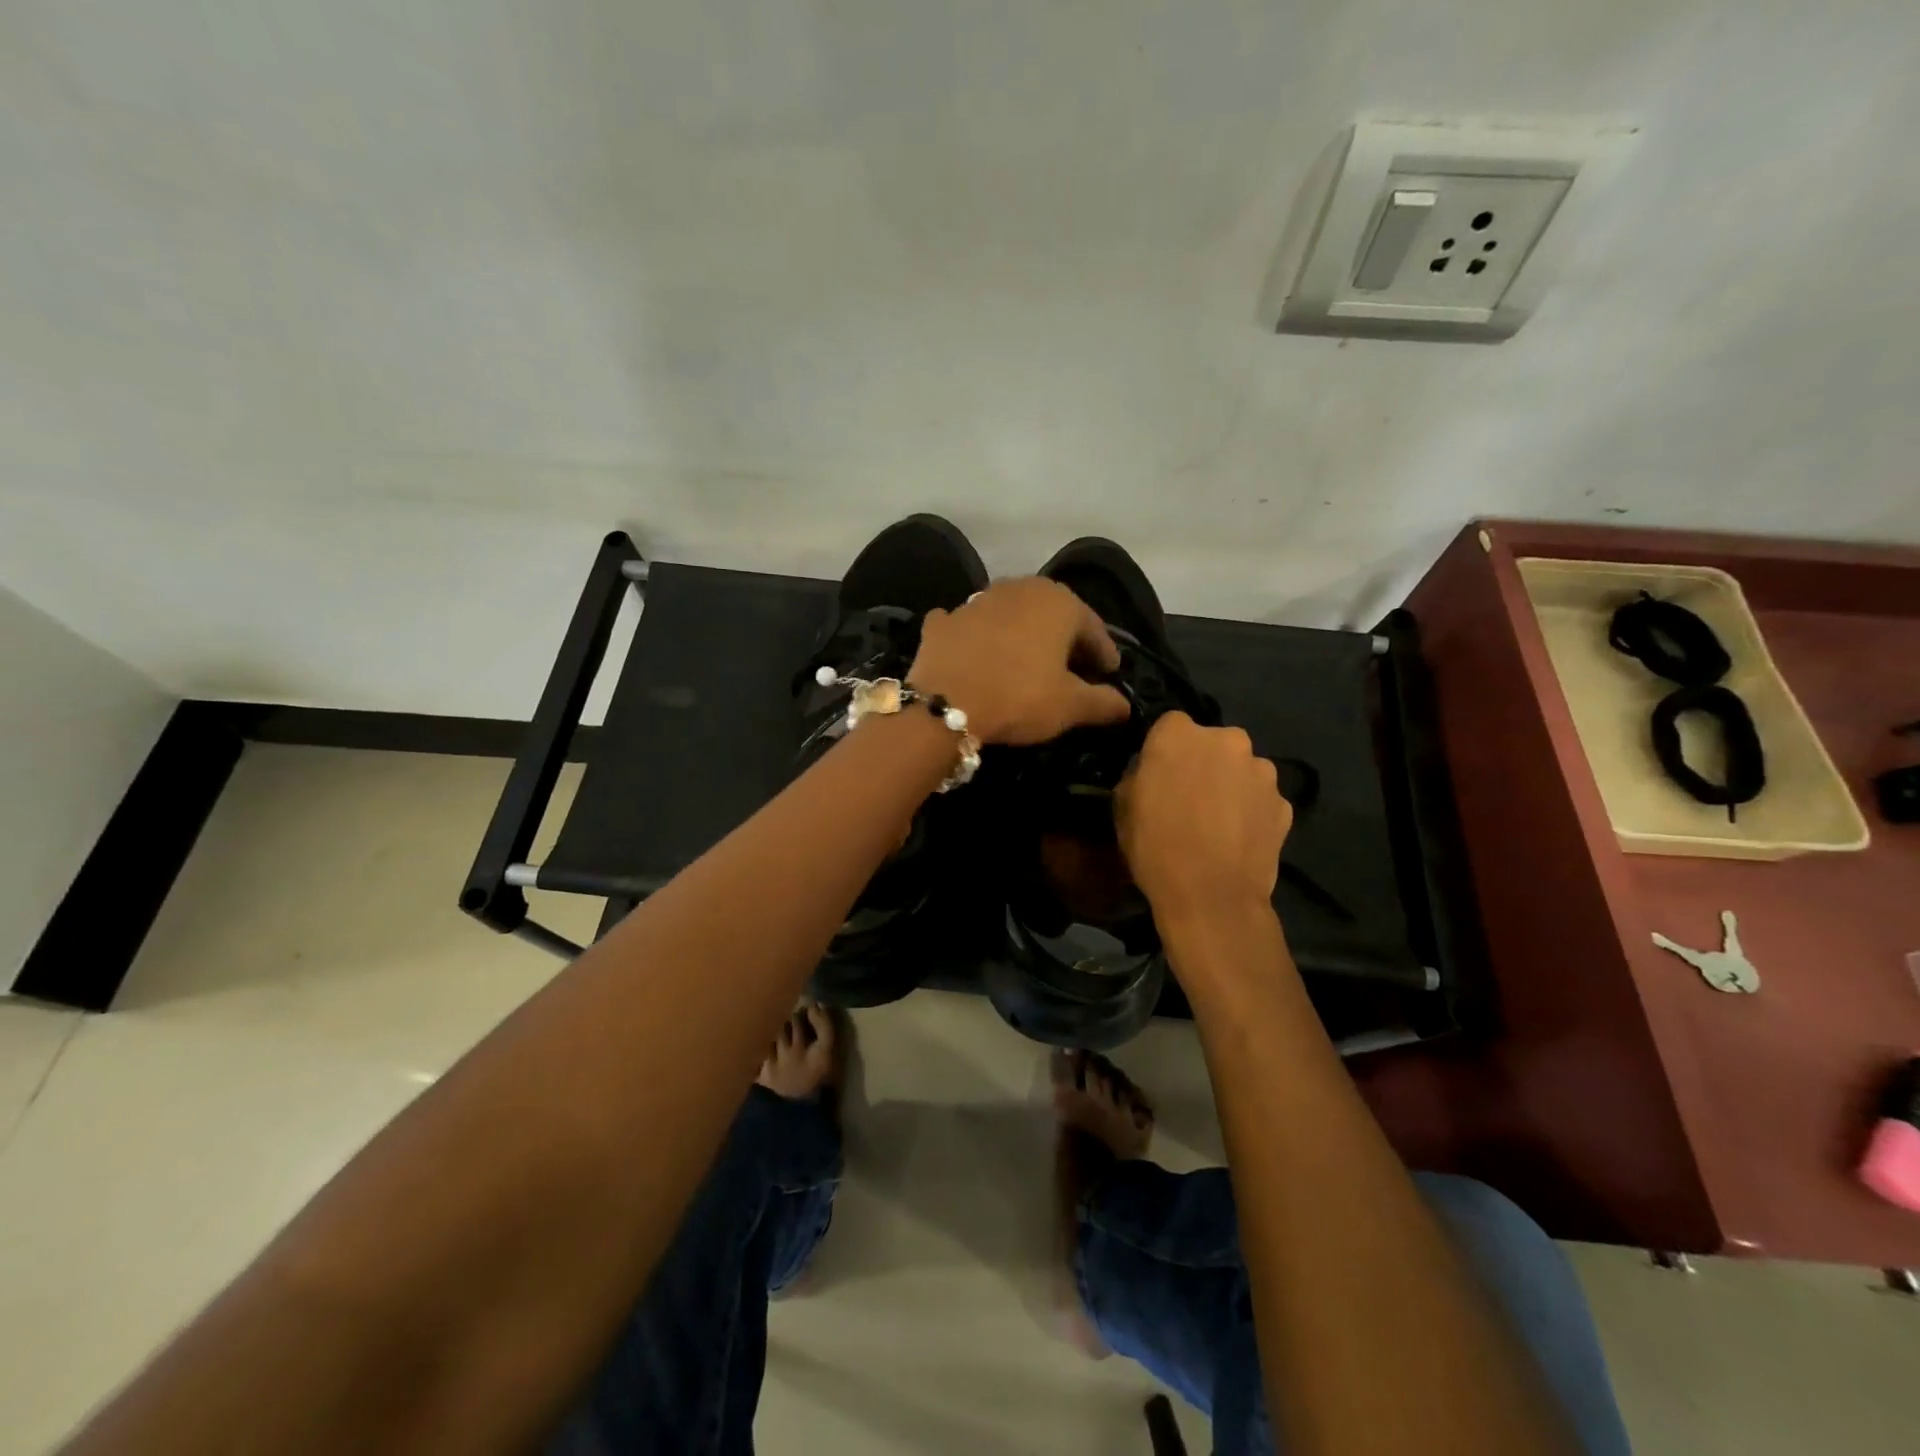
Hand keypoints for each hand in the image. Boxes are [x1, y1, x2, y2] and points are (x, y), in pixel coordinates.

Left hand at [908, 577, 1130, 745]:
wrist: (944, 704)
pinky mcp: (942, 622)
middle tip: (1072, 667)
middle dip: (1064, 639)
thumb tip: (1125, 705)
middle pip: (1051, 614)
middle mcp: (1019, 588)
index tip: (1109, 674)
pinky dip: (976, 637)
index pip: (1093, 628)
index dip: (1104, 654)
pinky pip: (968, 626)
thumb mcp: (1070, 706)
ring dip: (1021, 634)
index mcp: (1058, 603)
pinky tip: (977, 653)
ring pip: (1010, 615)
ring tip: (1027, 662)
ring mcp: (976, 601)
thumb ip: (1103, 702)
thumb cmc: (1019, 698)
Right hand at [1116, 712, 1291, 923]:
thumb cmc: (1155, 846)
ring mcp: (1262, 771)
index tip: (1159, 774)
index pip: (1170, 725)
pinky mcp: (1284, 803)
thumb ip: (1140, 774)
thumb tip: (1151, 772)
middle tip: (1189, 797)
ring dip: (1230, 784)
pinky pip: (1261, 798)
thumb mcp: (1123, 806)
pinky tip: (1237, 838)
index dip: (1164, 749)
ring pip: (1241, 769)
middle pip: (1212, 743)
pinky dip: (1251, 811)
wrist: (1212, 897)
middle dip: (1203, 762)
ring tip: (1217, 822)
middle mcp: (1227, 740)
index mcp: (1180, 734)